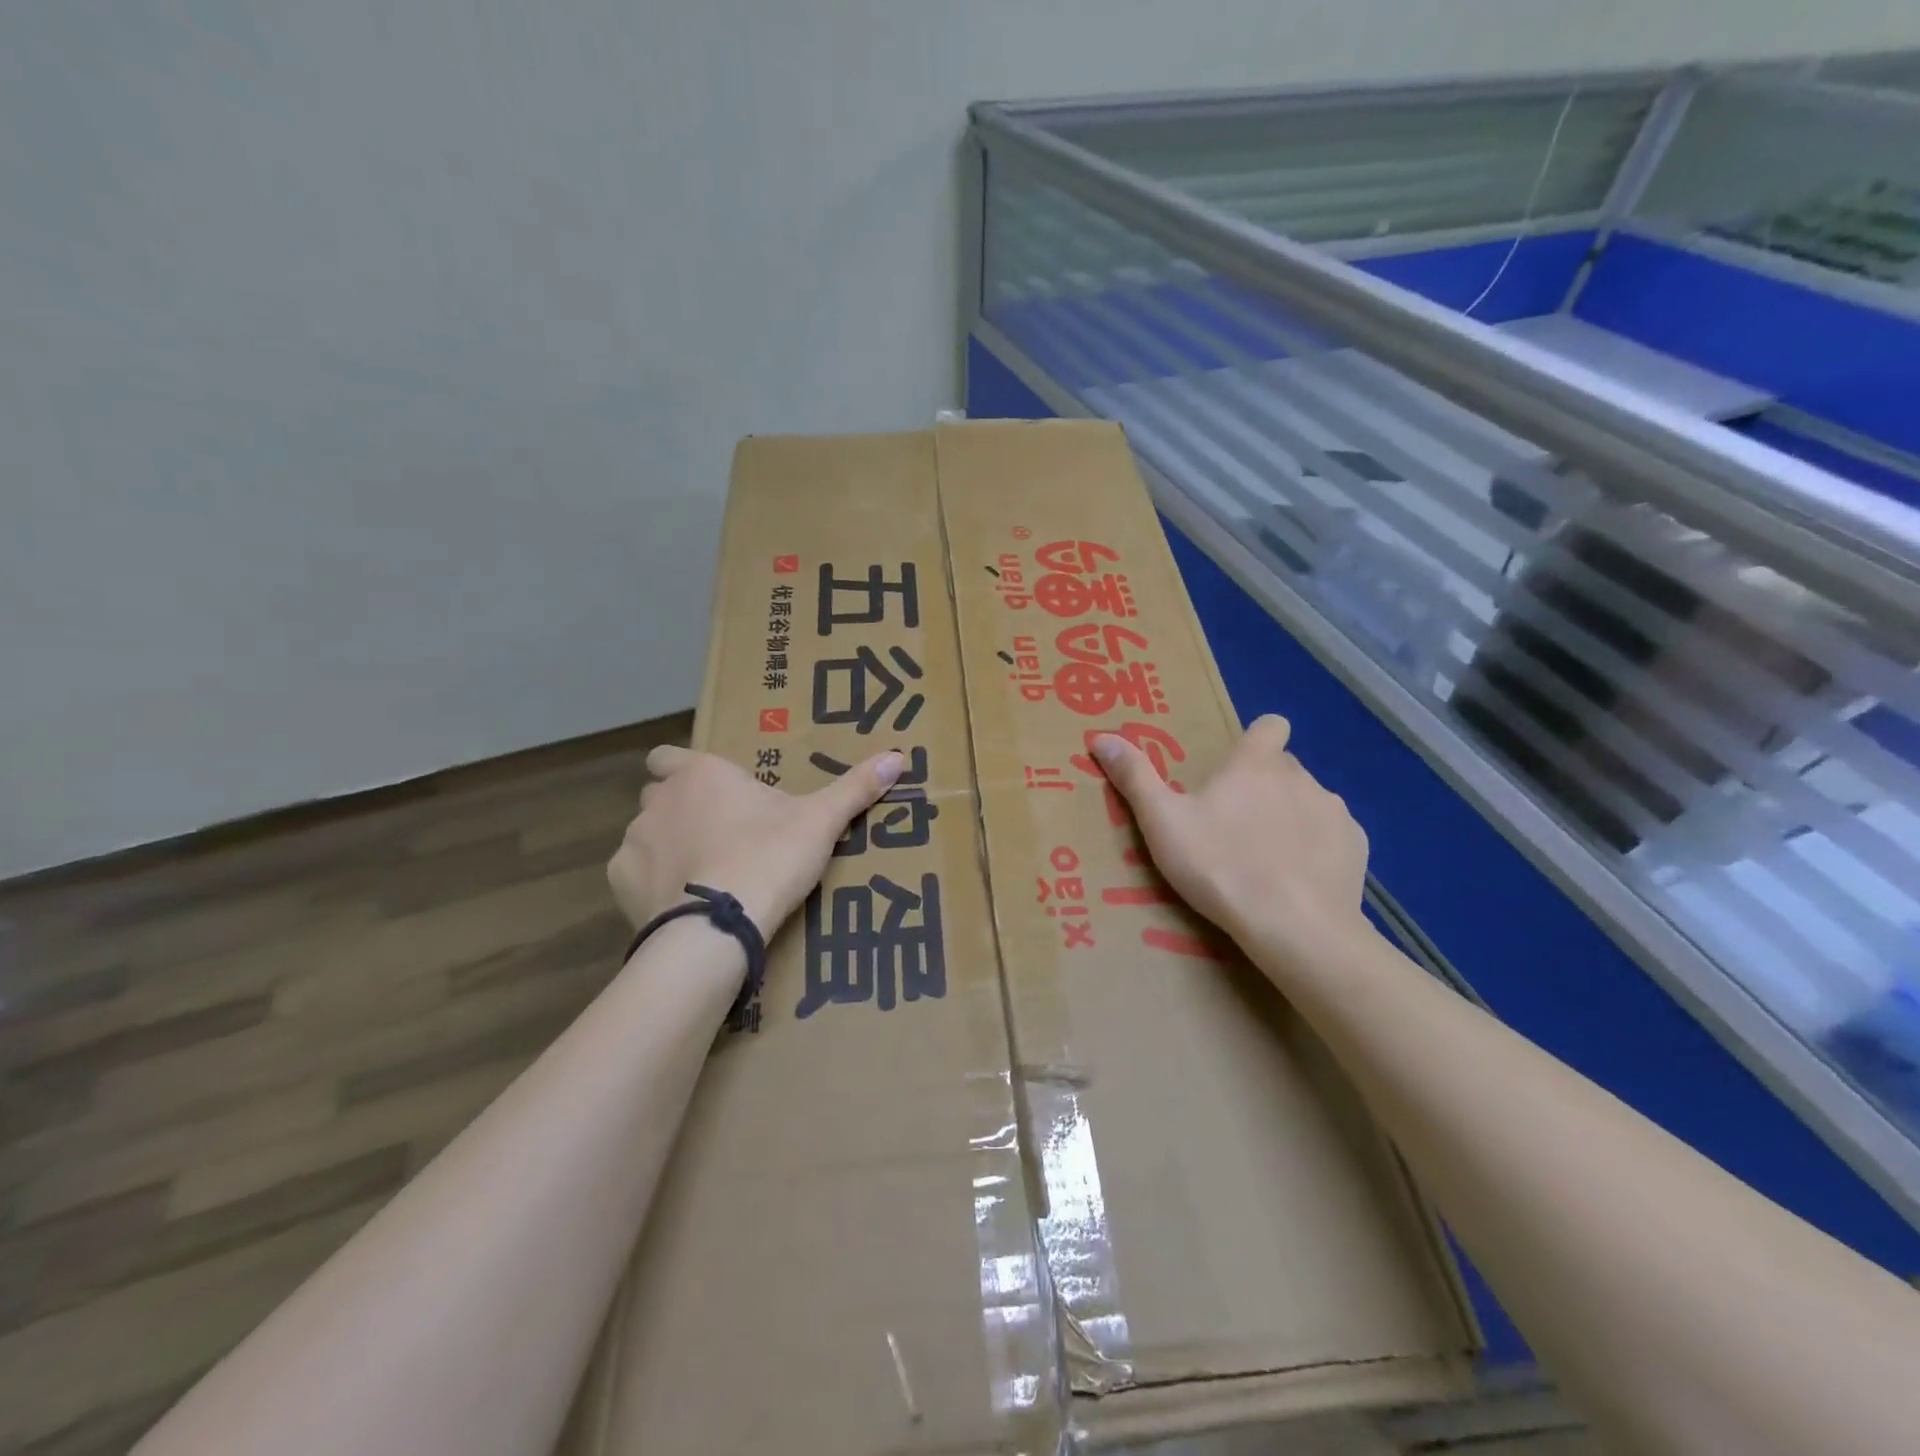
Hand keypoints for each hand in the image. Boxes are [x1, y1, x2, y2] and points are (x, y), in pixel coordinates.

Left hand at [607, 746, 903, 942]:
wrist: (718, 926)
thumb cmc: (769, 857)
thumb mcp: (821, 821)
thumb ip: (856, 787)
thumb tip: (899, 756)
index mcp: (701, 774)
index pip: (668, 755)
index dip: (684, 769)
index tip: (712, 791)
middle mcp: (658, 800)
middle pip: (659, 795)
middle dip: (681, 810)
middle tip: (721, 835)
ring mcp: (634, 841)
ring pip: (646, 835)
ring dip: (668, 848)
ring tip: (705, 876)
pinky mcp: (619, 884)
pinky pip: (634, 875)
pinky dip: (652, 884)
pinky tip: (682, 903)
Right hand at [1093, 715, 1370, 983]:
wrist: (1295, 929)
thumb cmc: (1221, 867)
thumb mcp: (1163, 823)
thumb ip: (1135, 777)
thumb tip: (1101, 736)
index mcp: (1256, 765)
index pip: (1270, 726)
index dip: (1256, 739)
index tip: (1237, 767)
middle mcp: (1302, 778)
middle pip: (1284, 768)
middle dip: (1263, 786)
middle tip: (1233, 825)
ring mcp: (1334, 813)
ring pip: (1309, 802)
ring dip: (1291, 818)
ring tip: (1265, 859)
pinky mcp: (1356, 849)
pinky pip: (1333, 837)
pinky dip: (1316, 849)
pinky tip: (1297, 881)